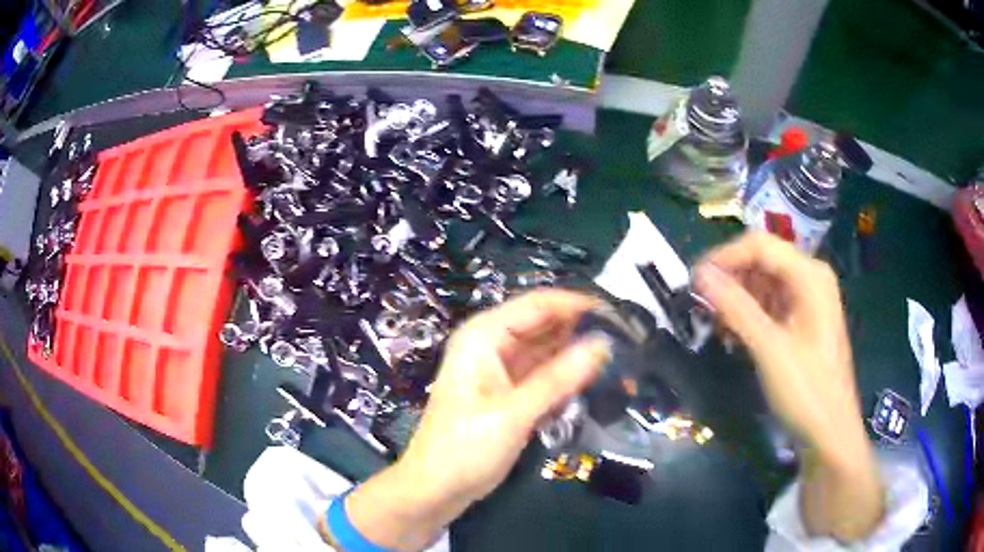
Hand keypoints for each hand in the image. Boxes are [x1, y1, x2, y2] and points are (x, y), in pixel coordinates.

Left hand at [341, 290, 610, 549]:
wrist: (436, 489)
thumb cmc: (464, 448)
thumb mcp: (513, 413)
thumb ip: (559, 378)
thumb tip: (603, 343)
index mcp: (484, 335)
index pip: (539, 304)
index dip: (579, 305)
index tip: (620, 316)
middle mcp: (493, 345)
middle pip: (546, 325)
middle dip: (583, 331)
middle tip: (627, 341)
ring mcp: (502, 370)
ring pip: (549, 352)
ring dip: (579, 356)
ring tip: (620, 361)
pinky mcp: (511, 393)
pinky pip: (546, 376)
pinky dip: (567, 378)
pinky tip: (595, 383)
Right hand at [693, 232, 882, 540]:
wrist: (829, 433)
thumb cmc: (806, 390)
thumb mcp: (770, 349)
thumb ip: (736, 308)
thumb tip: (700, 275)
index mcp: (809, 275)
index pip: (760, 245)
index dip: (724, 257)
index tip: (693, 282)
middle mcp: (810, 279)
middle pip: (762, 261)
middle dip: (730, 280)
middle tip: (701, 307)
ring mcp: (807, 301)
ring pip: (763, 283)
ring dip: (737, 299)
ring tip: (715, 325)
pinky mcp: (801, 322)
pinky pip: (770, 305)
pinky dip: (749, 315)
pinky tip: (734, 336)